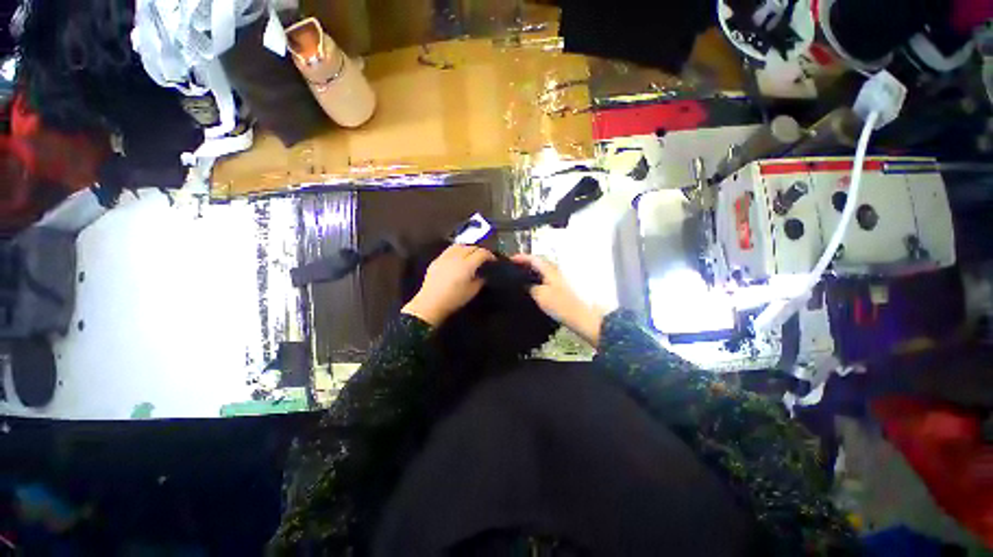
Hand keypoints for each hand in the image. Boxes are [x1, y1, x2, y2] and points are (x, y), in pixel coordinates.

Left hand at [402, 244, 494, 325]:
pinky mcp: (436, 260)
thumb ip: (480, 280)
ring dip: (467, 248)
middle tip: (483, 258)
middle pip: (471, 247)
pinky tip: (457, 259)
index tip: (493, 260)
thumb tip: (483, 275)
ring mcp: (444, 257)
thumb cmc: (454, 299)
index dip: (489, 255)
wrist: (430, 304)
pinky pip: (449, 250)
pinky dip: (456, 251)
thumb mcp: (472, 292)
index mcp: (467, 265)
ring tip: (470, 255)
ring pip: (459, 246)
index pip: (481, 253)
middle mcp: (456, 257)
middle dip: (479, 251)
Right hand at [511, 254, 604, 346]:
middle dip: (524, 265)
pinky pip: (544, 280)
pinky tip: (530, 289)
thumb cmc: (560, 304)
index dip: (520, 258)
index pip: (533, 258)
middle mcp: (554, 271)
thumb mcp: (540, 295)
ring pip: (541, 272)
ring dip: (530, 273)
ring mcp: (558, 280)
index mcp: (549, 269)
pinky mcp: (560, 289)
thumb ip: (529, 286)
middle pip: (537, 263)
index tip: (509, 260)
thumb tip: (524, 283)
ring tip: (517, 280)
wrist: (581, 317)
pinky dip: (535, 281)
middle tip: (511, 270)